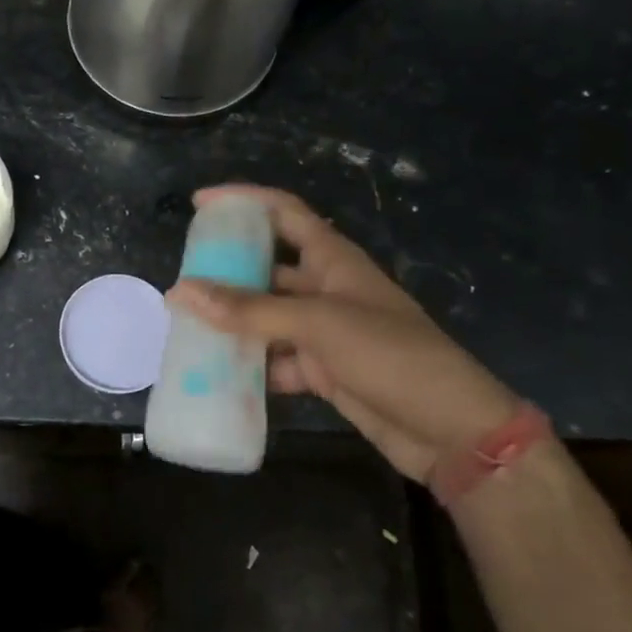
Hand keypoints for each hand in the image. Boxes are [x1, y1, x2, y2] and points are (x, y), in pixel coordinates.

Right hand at [167, 184, 517, 484]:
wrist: (450, 430)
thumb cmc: (391, 356)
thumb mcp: (319, 326)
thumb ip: (249, 311)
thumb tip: (181, 292)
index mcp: (333, 260)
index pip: (285, 212)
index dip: (245, 201)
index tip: (200, 204)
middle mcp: (326, 289)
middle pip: (267, 267)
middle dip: (227, 271)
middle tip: (182, 279)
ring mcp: (325, 332)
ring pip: (267, 317)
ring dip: (234, 323)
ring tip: (187, 327)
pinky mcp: (324, 371)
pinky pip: (276, 360)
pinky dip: (251, 367)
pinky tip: (218, 374)